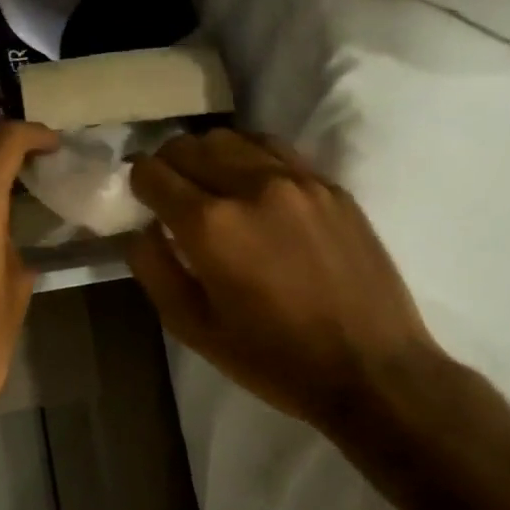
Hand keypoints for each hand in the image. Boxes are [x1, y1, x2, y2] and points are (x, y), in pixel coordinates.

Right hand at [125, 129, 444, 430]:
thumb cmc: (271, 357)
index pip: (153, 172)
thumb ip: (153, 268)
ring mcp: (297, 181)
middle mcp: (251, 187)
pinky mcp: (330, 186)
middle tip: (167, 191)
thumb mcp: (191, 326)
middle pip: (189, 145)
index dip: (137, 182)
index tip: (139, 198)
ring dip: (207, 154)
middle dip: (167, 164)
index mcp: (210, 225)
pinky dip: (249, 156)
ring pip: (232, 138)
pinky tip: (250, 184)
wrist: (372, 370)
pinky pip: (275, 149)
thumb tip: (141, 228)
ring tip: (207, 183)